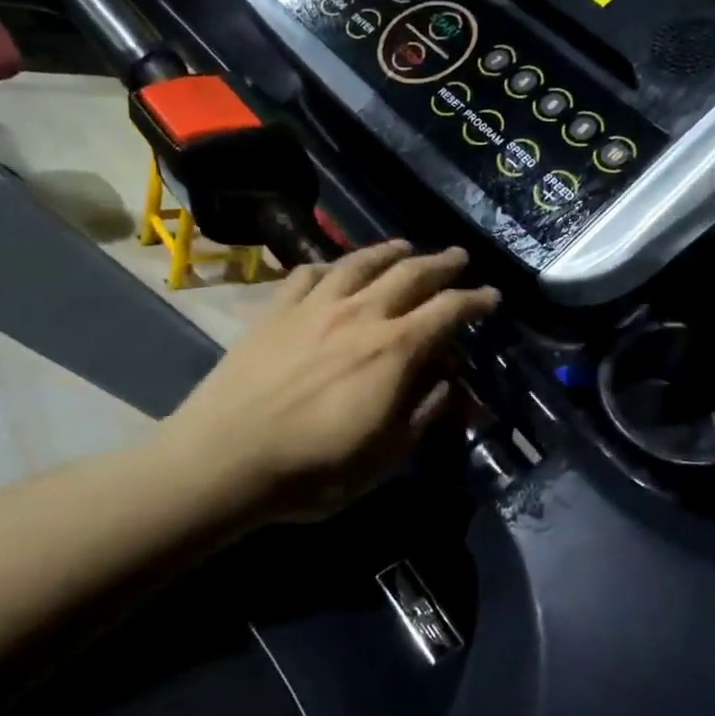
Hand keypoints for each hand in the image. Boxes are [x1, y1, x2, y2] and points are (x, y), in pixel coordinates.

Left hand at [158, 242, 498, 523]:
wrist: (222, 460)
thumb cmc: (314, 468)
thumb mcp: (386, 455)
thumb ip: (424, 412)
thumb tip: (451, 383)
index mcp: (394, 349)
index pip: (448, 311)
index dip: (475, 301)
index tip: (492, 296)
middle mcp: (360, 315)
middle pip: (410, 275)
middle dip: (441, 264)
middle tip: (459, 257)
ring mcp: (314, 307)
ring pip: (360, 264)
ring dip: (389, 252)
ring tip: (405, 247)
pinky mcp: (275, 312)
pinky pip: (307, 274)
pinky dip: (329, 266)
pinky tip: (334, 269)